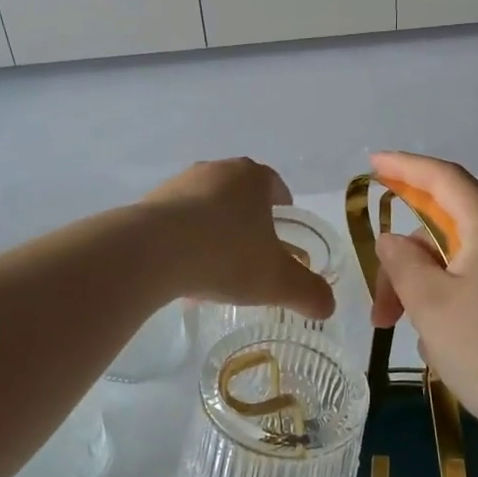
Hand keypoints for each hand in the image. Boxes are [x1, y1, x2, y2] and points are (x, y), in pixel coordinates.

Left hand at [141, 159, 334, 320]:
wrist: (152, 252)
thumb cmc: (226, 255)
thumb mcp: (277, 281)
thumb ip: (308, 292)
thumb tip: (328, 306)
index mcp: (252, 178)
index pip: (275, 186)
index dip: (282, 209)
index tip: (282, 233)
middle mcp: (217, 170)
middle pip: (239, 195)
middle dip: (247, 221)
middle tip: (252, 253)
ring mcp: (180, 183)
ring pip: (206, 206)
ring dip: (213, 230)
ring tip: (215, 268)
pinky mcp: (149, 202)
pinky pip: (176, 221)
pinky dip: (183, 240)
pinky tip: (183, 272)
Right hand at [366, 151, 477, 456]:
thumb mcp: (430, 302)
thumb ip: (403, 262)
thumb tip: (393, 239)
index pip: (445, 179)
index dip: (406, 167)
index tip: (373, 164)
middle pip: (444, 229)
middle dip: (404, 259)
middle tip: (379, 308)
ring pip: (455, 264)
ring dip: (422, 289)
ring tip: (406, 334)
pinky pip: (471, 289)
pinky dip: (445, 305)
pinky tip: (437, 344)